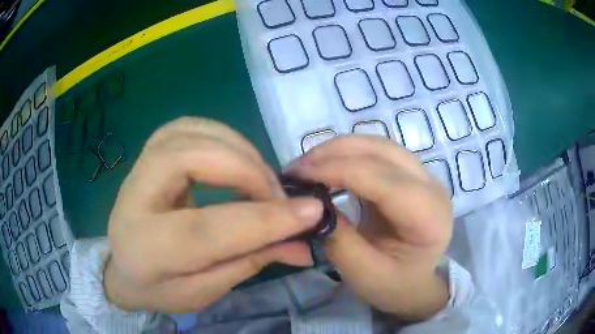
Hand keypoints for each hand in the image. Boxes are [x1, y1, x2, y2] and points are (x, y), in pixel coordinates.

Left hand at [103, 117, 322, 312]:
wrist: (123, 268)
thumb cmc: (160, 288)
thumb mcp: (205, 291)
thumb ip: (250, 263)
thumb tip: (302, 244)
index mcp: (145, 249)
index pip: (206, 229)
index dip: (263, 219)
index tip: (312, 211)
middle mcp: (134, 198)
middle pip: (187, 160)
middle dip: (245, 171)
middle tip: (277, 194)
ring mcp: (137, 168)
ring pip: (189, 133)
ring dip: (236, 148)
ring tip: (261, 178)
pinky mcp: (148, 154)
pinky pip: (188, 127)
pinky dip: (221, 135)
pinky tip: (236, 158)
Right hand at [287, 136, 451, 320]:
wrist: (416, 284)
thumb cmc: (394, 285)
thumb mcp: (362, 272)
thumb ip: (338, 238)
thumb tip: (310, 203)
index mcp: (428, 216)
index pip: (381, 179)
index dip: (337, 169)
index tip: (297, 174)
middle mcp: (432, 186)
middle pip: (383, 152)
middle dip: (335, 152)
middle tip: (298, 166)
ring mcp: (424, 176)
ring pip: (380, 145)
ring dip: (341, 148)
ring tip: (309, 162)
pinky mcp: (412, 174)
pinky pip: (379, 153)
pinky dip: (351, 153)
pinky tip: (330, 163)